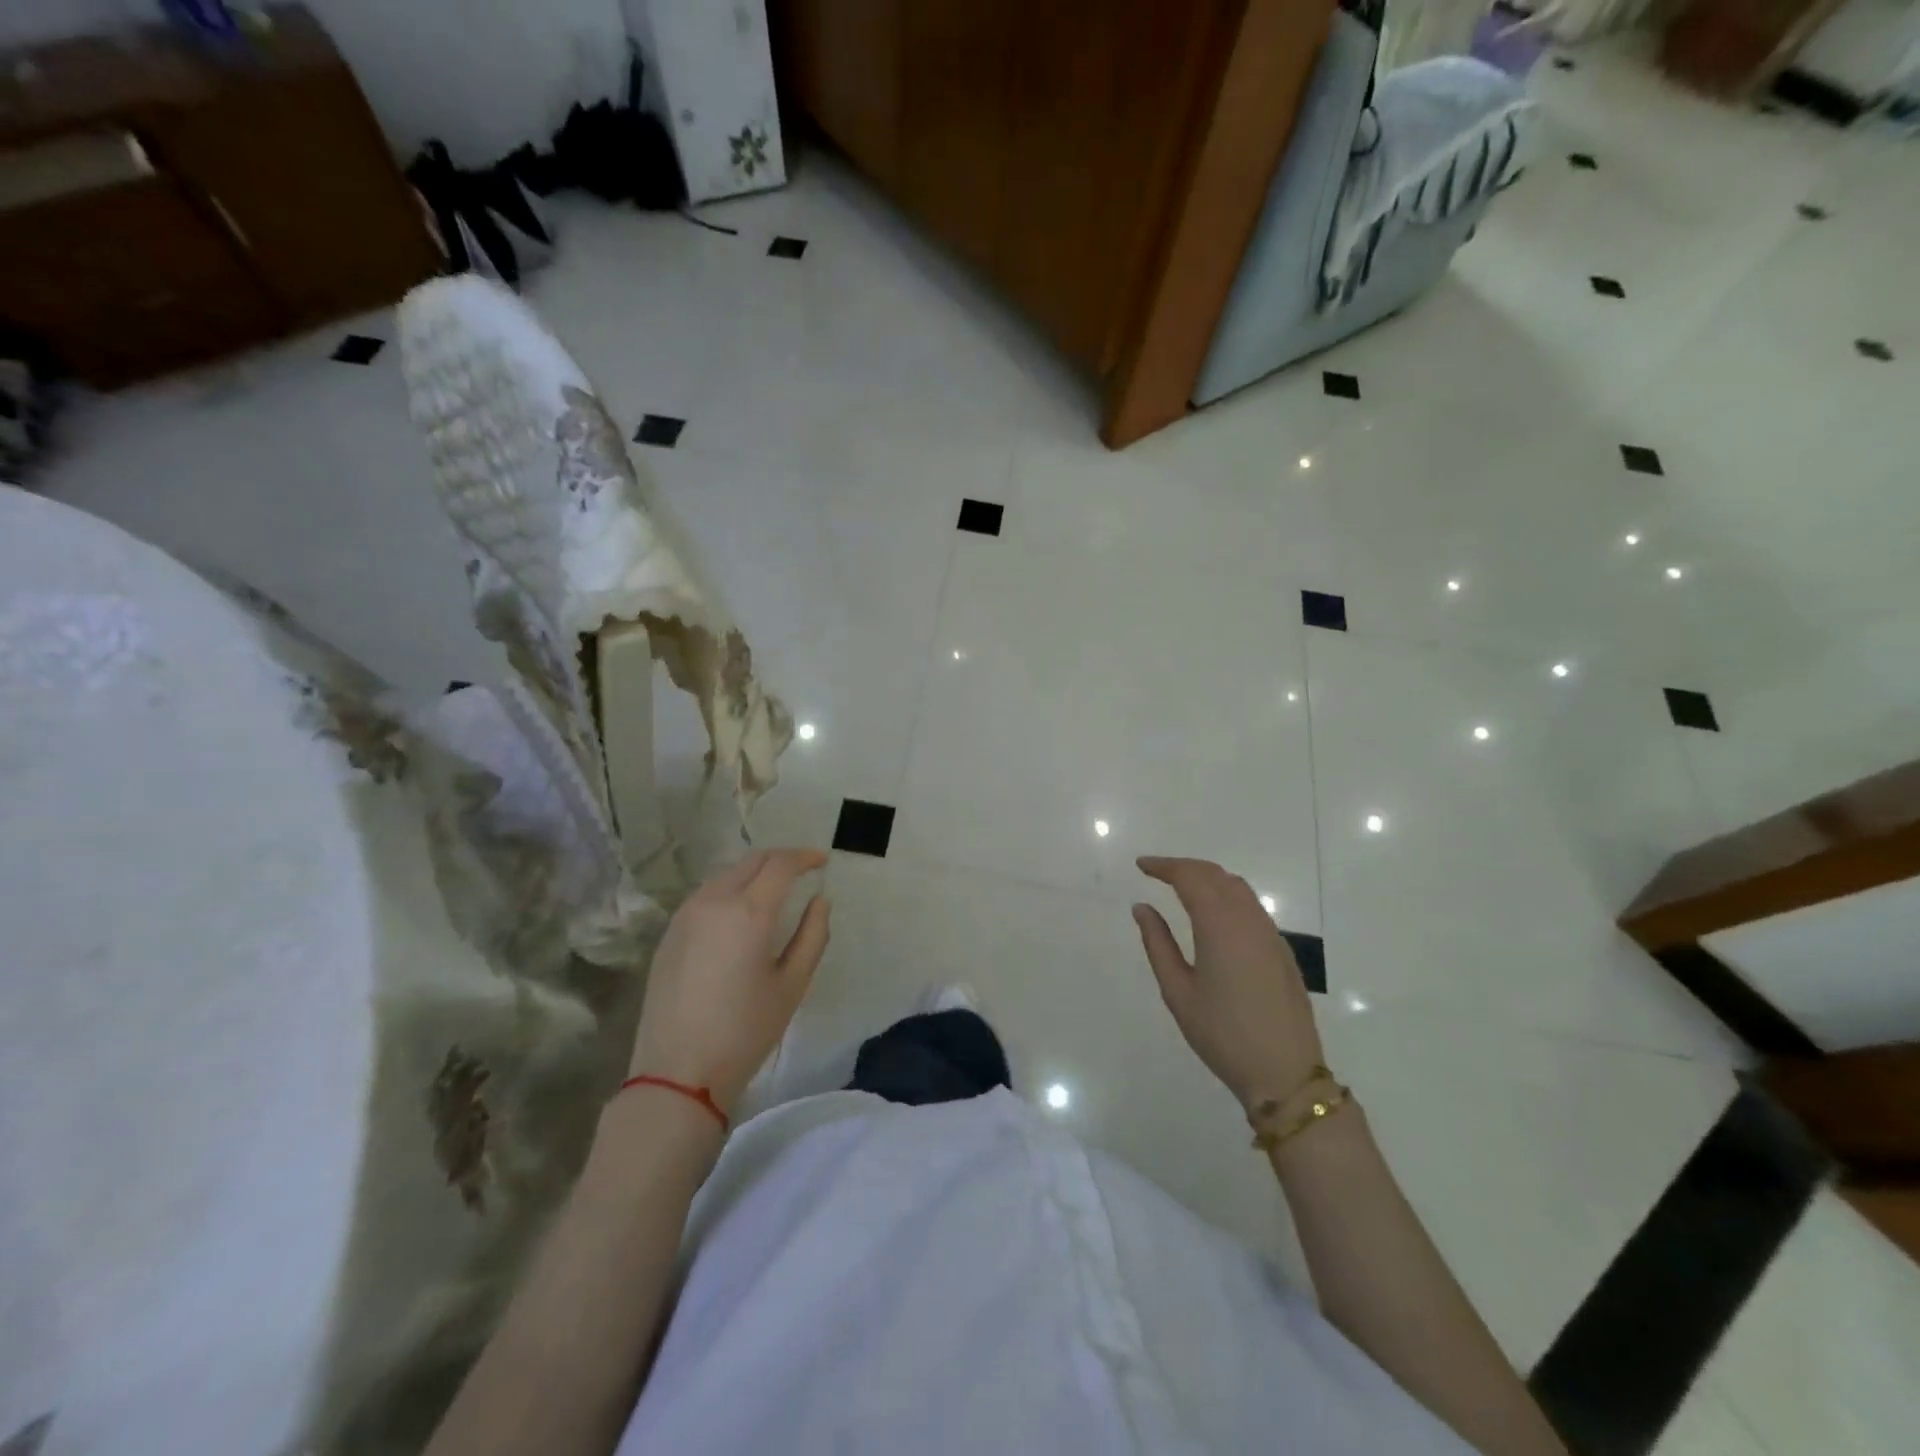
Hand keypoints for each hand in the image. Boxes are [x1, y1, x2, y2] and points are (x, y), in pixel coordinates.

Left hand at [627, 848, 830, 1114]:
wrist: (678, 1072)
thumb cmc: (745, 1031)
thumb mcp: (793, 984)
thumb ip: (813, 935)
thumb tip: (820, 900)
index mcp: (749, 912)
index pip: (781, 864)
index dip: (805, 857)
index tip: (823, 861)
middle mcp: (714, 901)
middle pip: (752, 861)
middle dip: (781, 859)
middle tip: (803, 870)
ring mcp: (686, 914)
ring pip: (726, 874)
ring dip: (754, 873)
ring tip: (775, 890)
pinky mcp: (670, 932)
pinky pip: (706, 895)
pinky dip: (731, 890)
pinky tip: (740, 913)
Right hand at [1132, 856, 1326, 1111]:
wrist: (1285, 1073)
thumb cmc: (1222, 1034)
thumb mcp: (1178, 991)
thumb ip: (1158, 943)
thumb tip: (1142, 907)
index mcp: (1219, 925)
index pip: (1190, 877)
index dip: (1164, 866)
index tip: (1141, 865)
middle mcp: (1248, 919)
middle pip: (1215, 875)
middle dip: (1184, 867)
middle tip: (1157, 872)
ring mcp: (1269, 933)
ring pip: (1237, 887)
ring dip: (1208, 878)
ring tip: (1182, 887)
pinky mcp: (1281, 949)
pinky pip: (1251, 906)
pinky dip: (1227, 895)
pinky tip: (1213, 914)